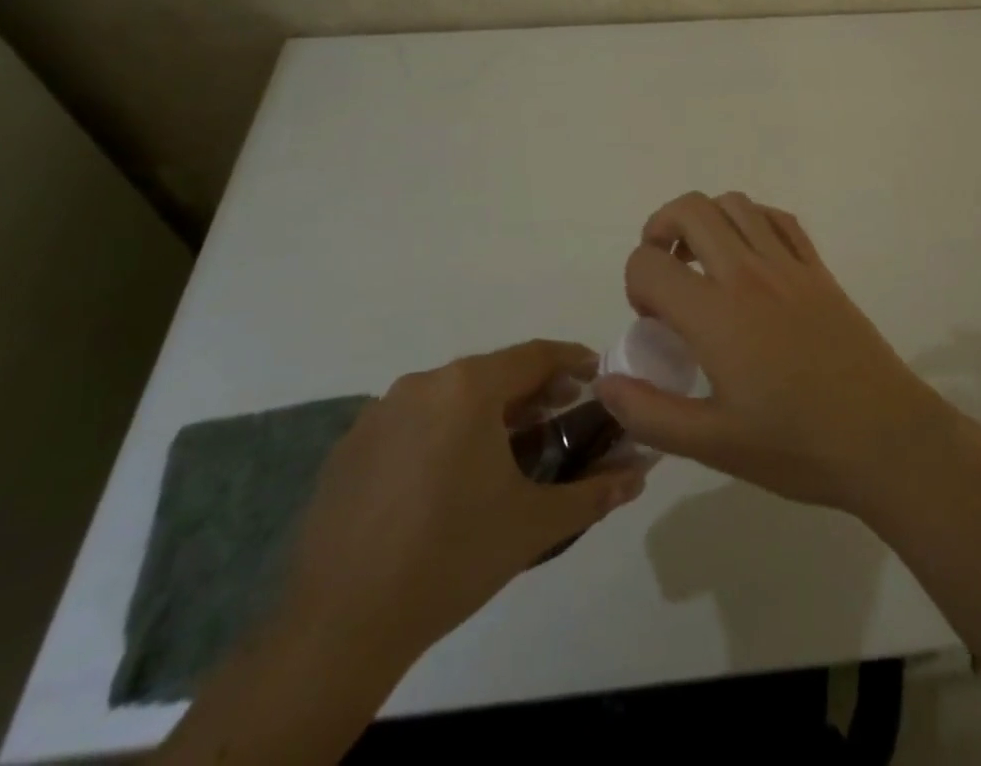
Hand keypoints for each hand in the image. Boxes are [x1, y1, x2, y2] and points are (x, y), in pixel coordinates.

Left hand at [280, 340, 646, 667]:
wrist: (339, 626)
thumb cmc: (452, 558)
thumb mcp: (535, 524)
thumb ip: (596, 490)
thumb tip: (641, 472)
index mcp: (469, 388)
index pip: (535, 355)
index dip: (572, 361)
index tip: (596, 376)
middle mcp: (423, 384)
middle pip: (491, 372)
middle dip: (531, 390)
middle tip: (559, 417)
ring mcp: (378, 413)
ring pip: (449, 396)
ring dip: (485, 411)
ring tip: (506, 451)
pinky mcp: (349, 447)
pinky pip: (411, 423)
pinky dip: (441, 434)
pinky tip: (447, 480)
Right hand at [593, 192, 960, 515]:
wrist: (886, 439)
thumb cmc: (797, 447)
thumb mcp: (713, 445)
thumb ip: (650, 413)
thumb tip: (604, 382)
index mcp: (716, 314)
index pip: (649, 264)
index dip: (634, 283)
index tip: (650, 319)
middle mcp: (749, 273)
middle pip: (689, 210)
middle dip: (660, 229)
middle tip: (663, 270)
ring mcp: (789, 264)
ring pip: (734, 203)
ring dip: (705, 219)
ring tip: (702, 261)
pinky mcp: (819, 268)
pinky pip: (778, 218)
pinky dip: (752, 220)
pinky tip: (750, 257)